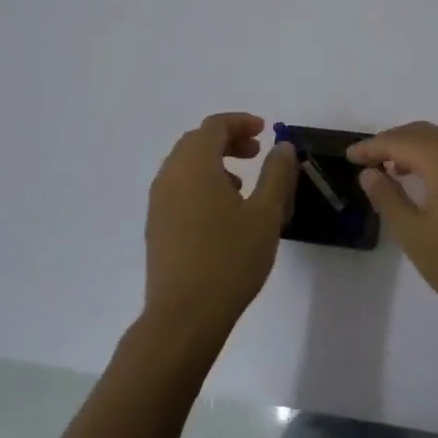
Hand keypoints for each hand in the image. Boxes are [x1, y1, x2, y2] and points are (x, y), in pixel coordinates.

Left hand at [143, 113, 297, 346]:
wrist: (184, 316)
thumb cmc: (230, 260)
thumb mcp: (266, 214)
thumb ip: (276, 174)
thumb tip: (281, 146)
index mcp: (195, 167)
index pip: (214, 126)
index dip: (241, 122)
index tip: (266, 131)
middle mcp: (170, 177)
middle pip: (196, 141)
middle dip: (227, 139)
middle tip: (257, 151)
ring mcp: (158, 203)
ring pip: (185, 165)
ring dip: (214, 161)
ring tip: (243, 182)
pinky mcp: (157, 226)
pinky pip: (178, 187)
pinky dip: (201, 182)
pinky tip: (223, 211)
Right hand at [347, 121, 437, 324]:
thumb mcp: (415, 234)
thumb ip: (389, 198)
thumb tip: (370, 173)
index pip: (400, 140)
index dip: (372, 146)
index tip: (349, 156)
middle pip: (424, 132)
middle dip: (393, 141)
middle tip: (368, 162)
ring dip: (418, 144)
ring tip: (396, 169)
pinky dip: (437, 153)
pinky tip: (426, 180)